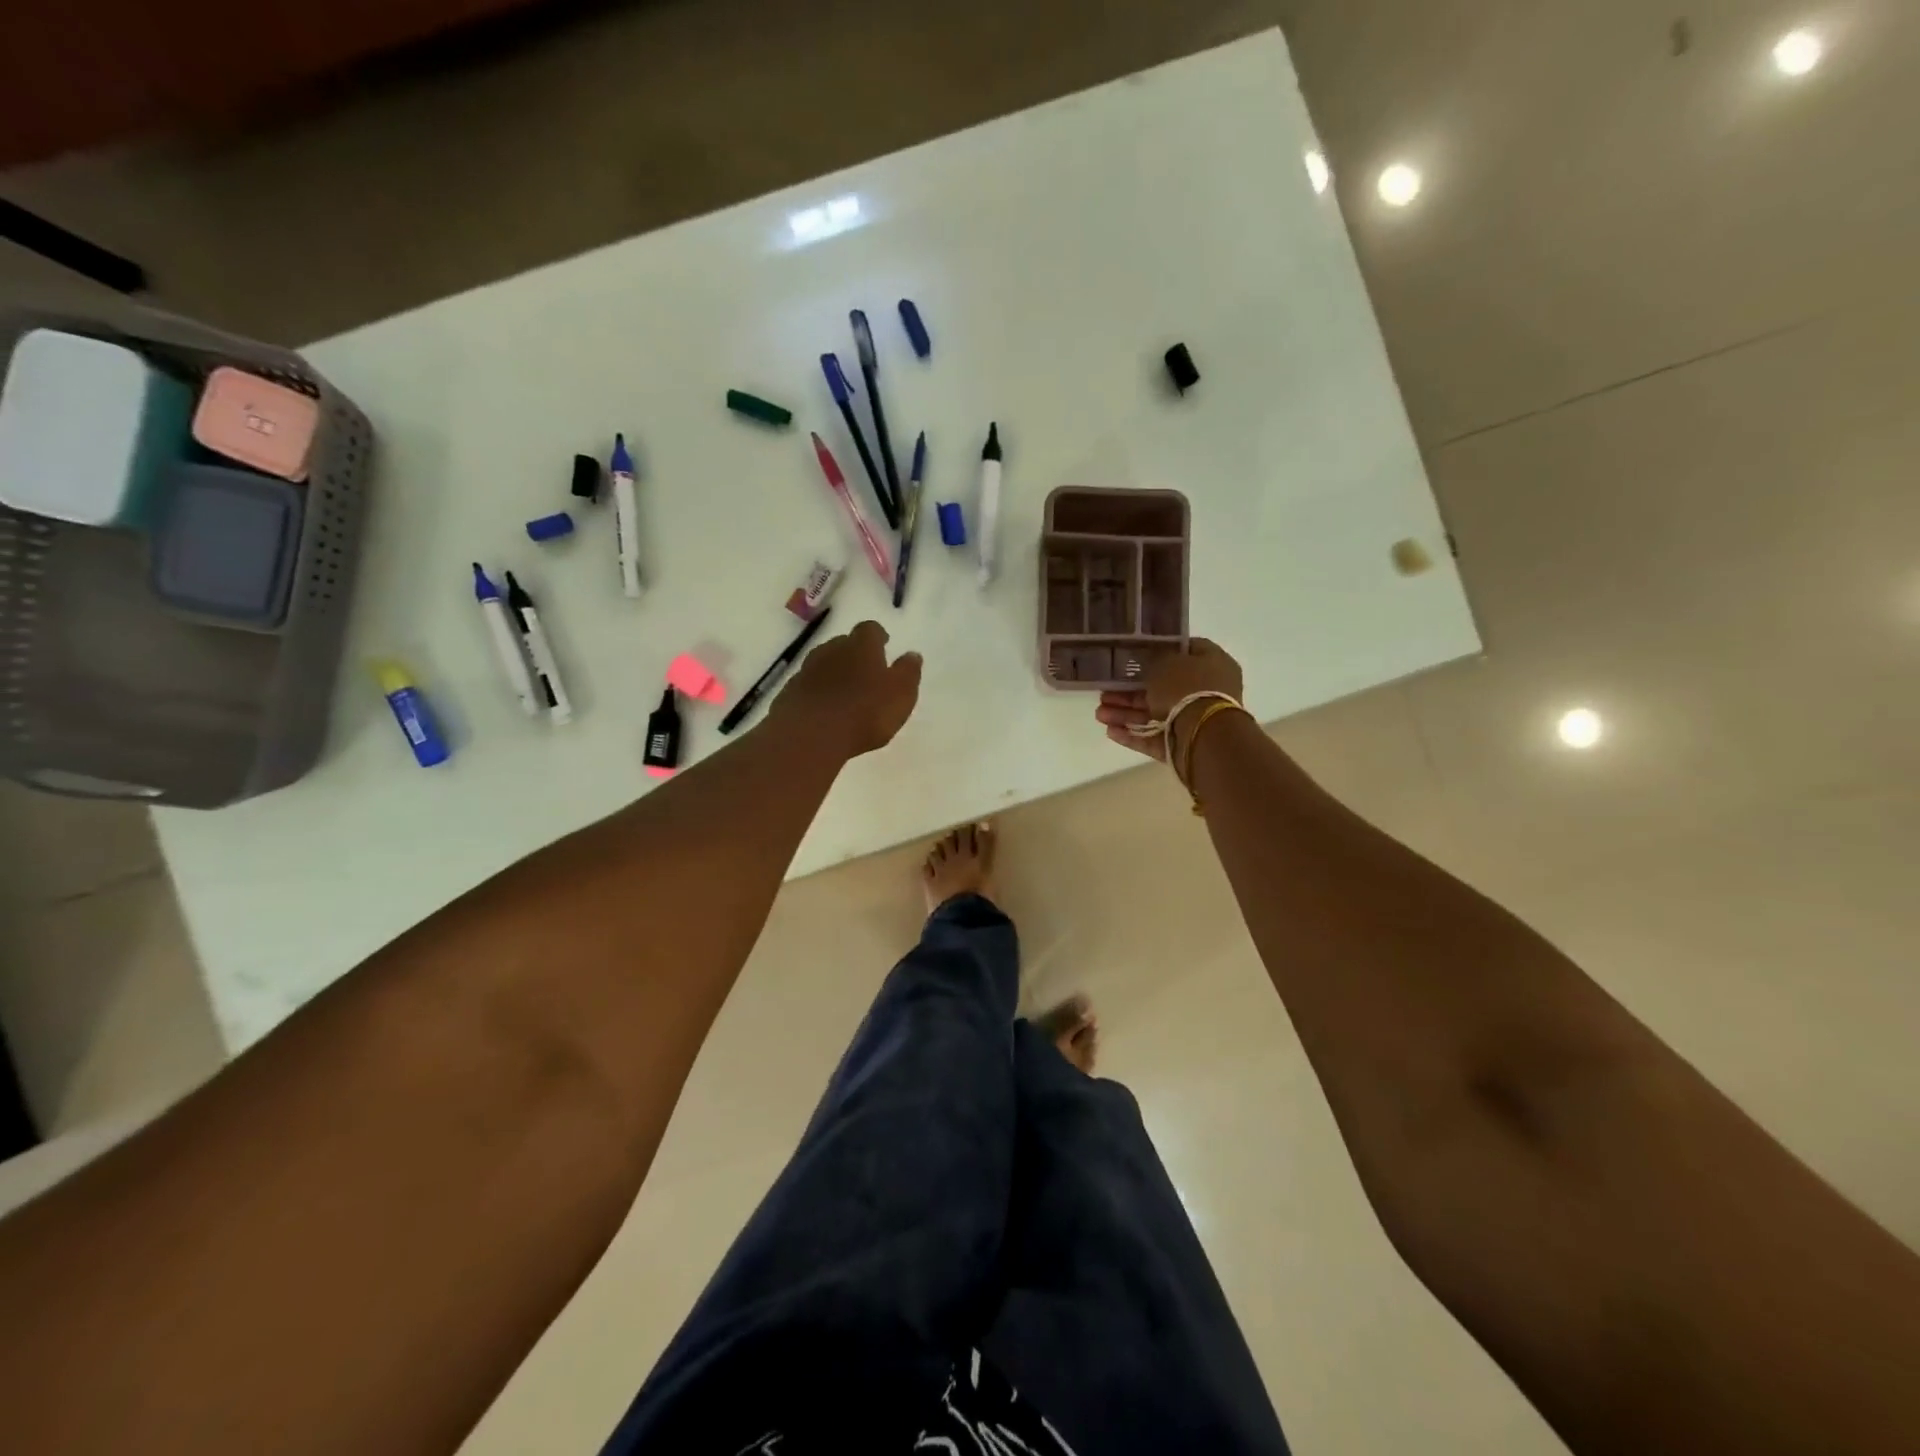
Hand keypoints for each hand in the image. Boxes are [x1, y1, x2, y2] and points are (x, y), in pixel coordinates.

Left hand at [771, 619, 922, 759]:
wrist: (810, 735)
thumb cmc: (865, 712)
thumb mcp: (900, 694)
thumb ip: (908, 672)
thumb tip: (912, 654)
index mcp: (862, 646)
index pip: (870, 629)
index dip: (878, 636)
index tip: (884, 645)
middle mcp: (832, 650)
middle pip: (843, 643)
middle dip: (854, 654)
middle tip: (865, 671)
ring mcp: (806, 670)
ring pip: (823, 663)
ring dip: (833, 672)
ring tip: (844, 692)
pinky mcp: (789, 692)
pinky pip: (807, 686)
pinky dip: (817, 692)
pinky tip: (823, 710)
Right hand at [1094, 638, 1244, 763]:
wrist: (1204, 735)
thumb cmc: (1187, 687)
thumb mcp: (1164, 661)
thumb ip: (1152, 658)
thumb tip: (1147, 658)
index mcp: (1212, 663)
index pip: (1185, 650)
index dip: (1160, 650)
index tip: (1134, 654)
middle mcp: (1207, 690)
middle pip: (1163, 687)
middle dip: (1131, 691)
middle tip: (1105, 692)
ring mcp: (1196, 719)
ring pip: (1155, 713)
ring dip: (1126, 714)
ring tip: (1100, 715)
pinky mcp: (1183, 744)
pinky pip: (1155, 737)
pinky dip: (1134, 734)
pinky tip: (1110, 731)